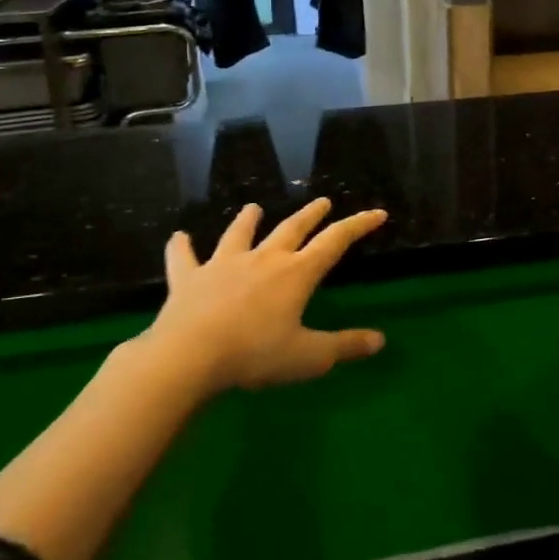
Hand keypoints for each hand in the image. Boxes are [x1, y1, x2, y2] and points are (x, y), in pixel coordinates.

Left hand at [146, 198, 388, 391]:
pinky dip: (182, 247)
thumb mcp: (309, 358)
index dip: (358, 225)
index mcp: (296, 274)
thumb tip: (380, 340)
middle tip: (322, 201)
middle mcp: (263, 260)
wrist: (189, 356)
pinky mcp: (189, 279)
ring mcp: (223, 265)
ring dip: (247, 221)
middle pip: (291, 229)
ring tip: (253, 208)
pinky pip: (184, 258)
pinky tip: (178, 237)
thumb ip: (344, 346)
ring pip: (239, 235)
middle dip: (310, 215)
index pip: (335, 242)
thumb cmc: (255, 355)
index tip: (377, 213)